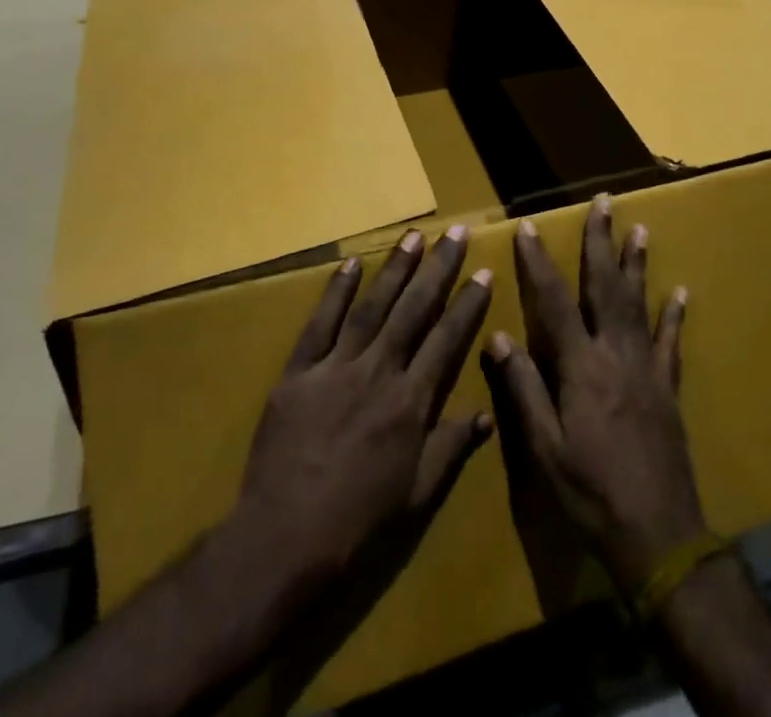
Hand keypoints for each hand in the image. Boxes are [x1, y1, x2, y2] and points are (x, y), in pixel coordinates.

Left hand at [235, 225, 493, 587]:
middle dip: (438, 268)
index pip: (447, 339)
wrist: (284, 538)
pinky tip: (351, 263)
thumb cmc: (358, 521)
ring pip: (372, 307)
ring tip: (414, 237)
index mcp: (410, 402)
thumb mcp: (416, 494)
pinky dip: (336, 291)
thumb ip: (451, 447)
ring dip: (395, 269)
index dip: (468, 304)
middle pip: (414, 310)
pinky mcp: (299, 371)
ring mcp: (336, 367)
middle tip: (456, 232)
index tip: (484, 272)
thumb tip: (486, 414)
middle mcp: (378, 372)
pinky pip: (320, 323)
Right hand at [485, 197, 702, 593]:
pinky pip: (671, 342)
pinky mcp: (668, 387)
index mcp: (580, 366)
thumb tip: (496, 336)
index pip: (554, 300)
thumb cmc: (591, 491)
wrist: (659, 535)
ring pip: (639, 303)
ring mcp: (647, 368)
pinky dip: (674, 314)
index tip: (528, 226)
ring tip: (639, 229)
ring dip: (636, 264)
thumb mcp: (543, 447)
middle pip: (605, 287)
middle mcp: (616, 354)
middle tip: (603, 203)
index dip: (538, 262)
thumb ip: (521, 388)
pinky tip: (679, 291)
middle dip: (601, 242)